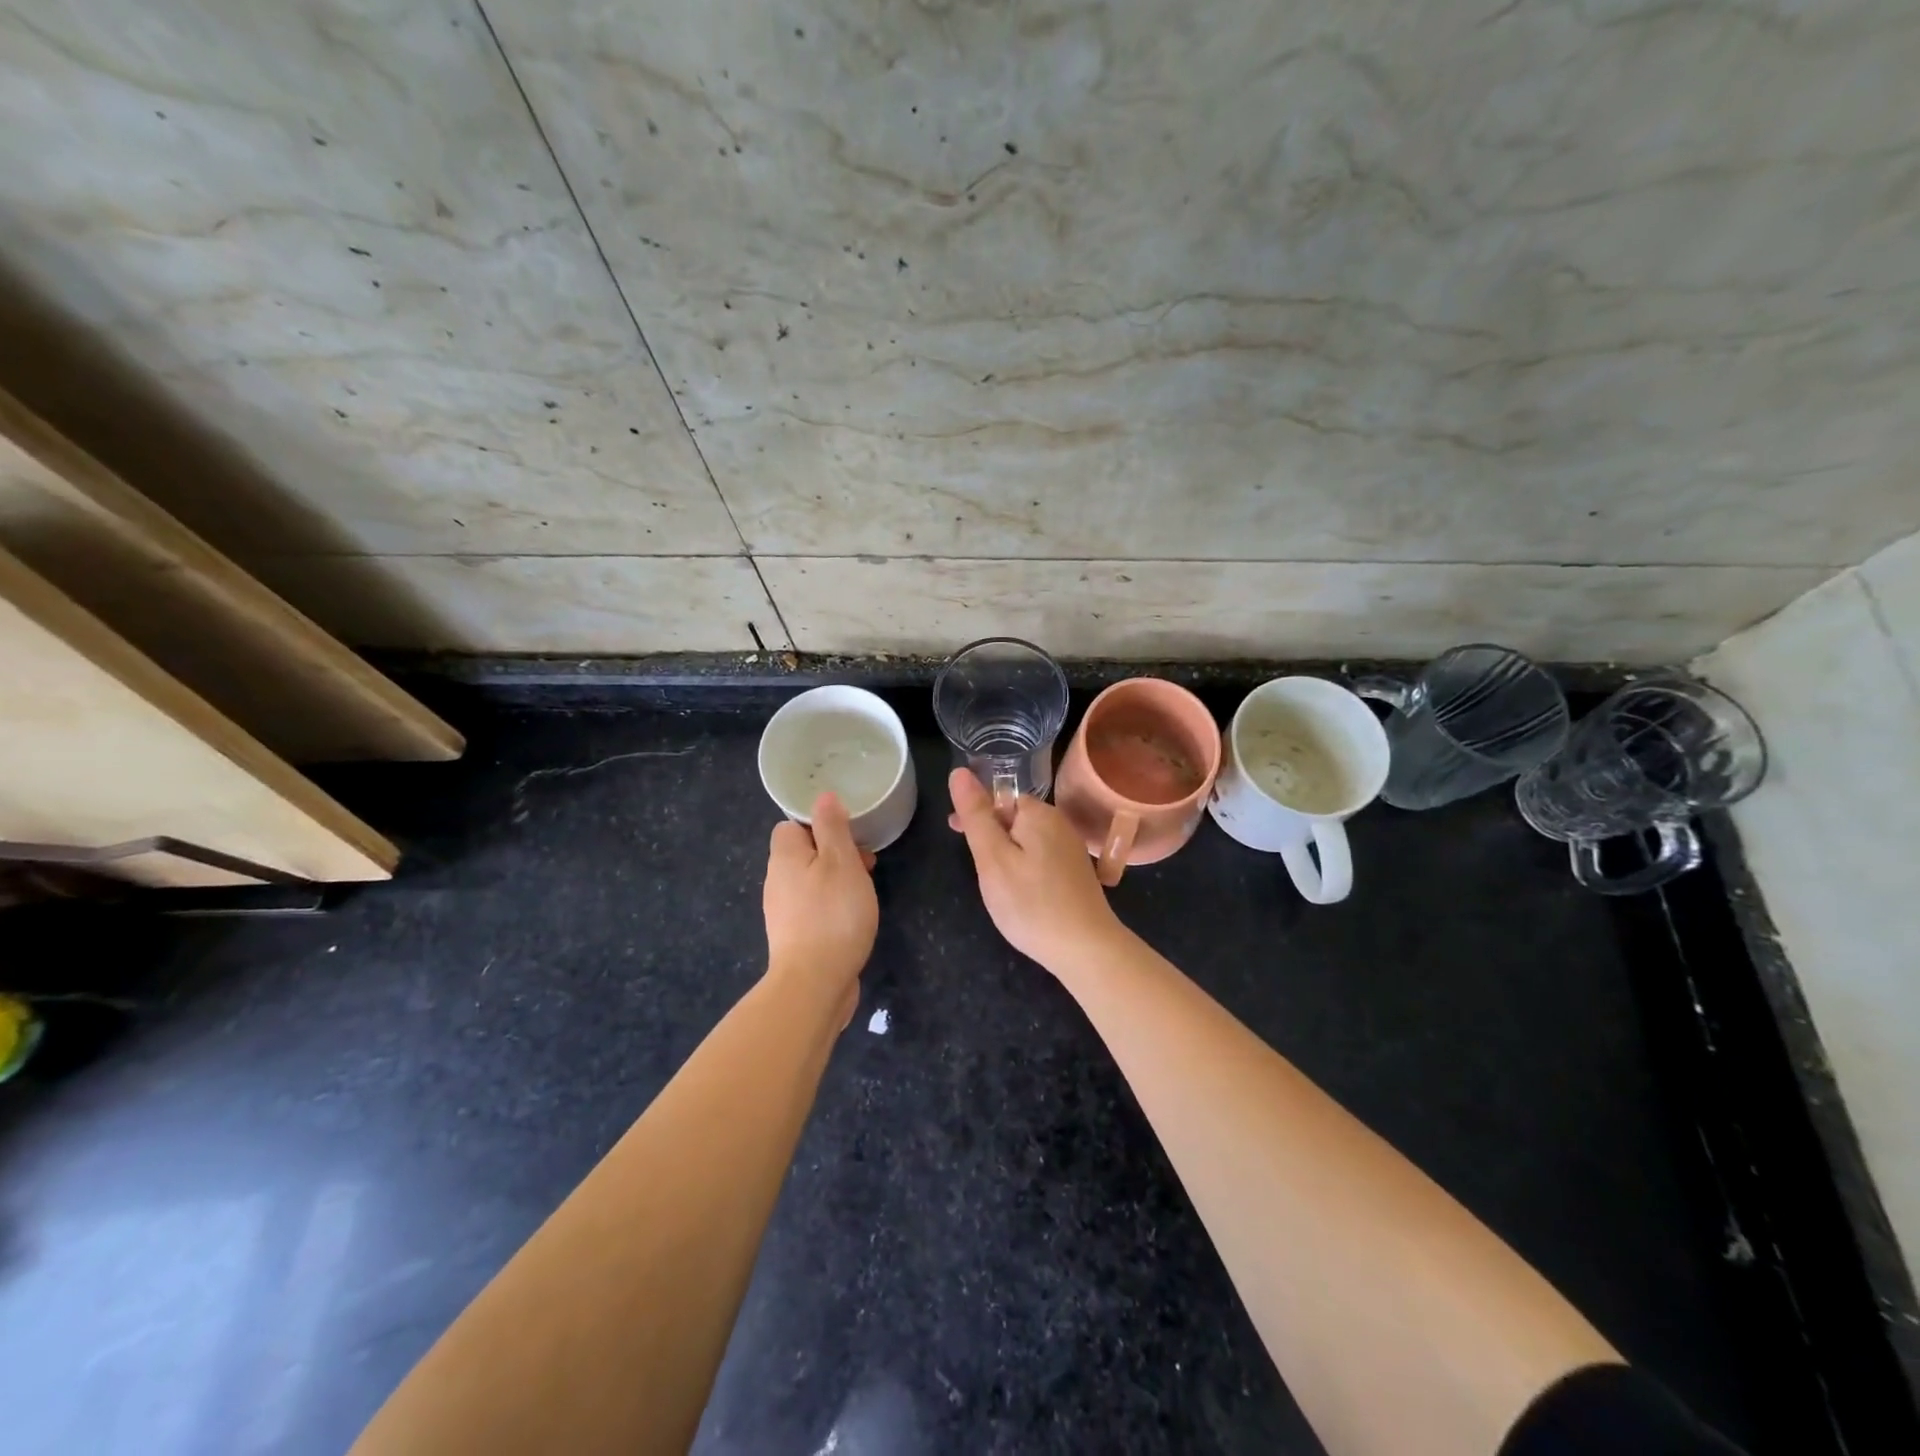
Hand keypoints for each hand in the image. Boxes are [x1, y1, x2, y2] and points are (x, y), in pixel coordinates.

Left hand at [763, 793, 877, 1017]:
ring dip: (836, 879)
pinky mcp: (794, 936)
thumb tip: (823, 796)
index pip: (791, 825)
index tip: (848, 832)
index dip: (819, 823)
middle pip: (803, 853)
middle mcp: (776, 881)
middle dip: (834, 852)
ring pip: (810, 881)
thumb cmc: (833, 914)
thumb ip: (832, 827)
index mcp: (784, 857)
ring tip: (864, 889)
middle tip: (864, 862)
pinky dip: (832, 905)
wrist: (814, 983)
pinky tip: (852, 917)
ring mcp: (783, 911)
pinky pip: (813, 907)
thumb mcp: (841, 861)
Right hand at [947, 768, 1130, 976]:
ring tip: (994, 882)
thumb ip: (976, 815)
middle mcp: (1059, 823)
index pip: (1000, 797)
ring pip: (1027, 839)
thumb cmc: (1030, 903)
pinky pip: (1041, 857)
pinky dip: (1025, 867)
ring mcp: (1071, 848)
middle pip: (1015, 817)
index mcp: (1039, 813)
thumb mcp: (992, 858)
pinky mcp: (1076, 872)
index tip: (956, 835)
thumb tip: (960, 772)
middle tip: (976, 867)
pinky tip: (1020, 892)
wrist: (1085, 948)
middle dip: (991, 833)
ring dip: (1007, 852)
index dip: (976, 814)